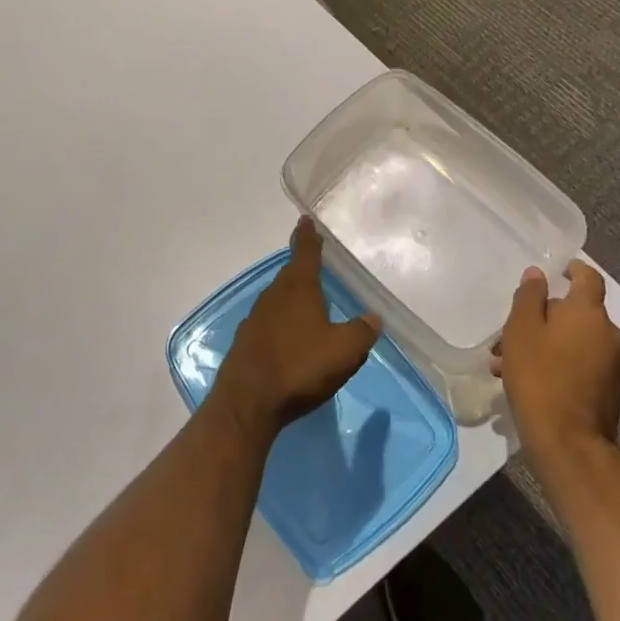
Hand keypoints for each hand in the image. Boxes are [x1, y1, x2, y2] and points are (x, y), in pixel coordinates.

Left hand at [213, 218, 379, 436]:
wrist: (248, 400)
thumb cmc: (300, 367)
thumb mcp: (344, 351)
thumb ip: (361, 332)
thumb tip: (372, 318)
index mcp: (299, 288)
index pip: (305, 252)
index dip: (308, 235)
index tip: (305, 220)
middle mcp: (274, 295)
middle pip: (290, 274)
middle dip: (301, 267)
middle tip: (313, 262)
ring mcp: (256, 317)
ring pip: (278, 297)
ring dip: (291, 295)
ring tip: (306, 301)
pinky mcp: (247, 340)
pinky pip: (268, 321)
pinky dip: (280, 321)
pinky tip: (288, 337)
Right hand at [495, 260, 619, 453]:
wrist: (569, 443)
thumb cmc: (540, 375)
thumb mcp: (521, 329)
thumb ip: (530, 297)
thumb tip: (539, 274)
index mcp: (588, 312)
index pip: (589, 277)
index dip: (574, 270)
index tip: (557, 271)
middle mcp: (608, 333)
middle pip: (576, 312)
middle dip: (543, 316)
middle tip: (509, 333)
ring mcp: (612, 364)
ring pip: (574, 340)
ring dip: (544, 343)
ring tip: (506, 363)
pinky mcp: (609, 390)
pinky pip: (580, 363)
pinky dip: (557, 362)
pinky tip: (527, 381)